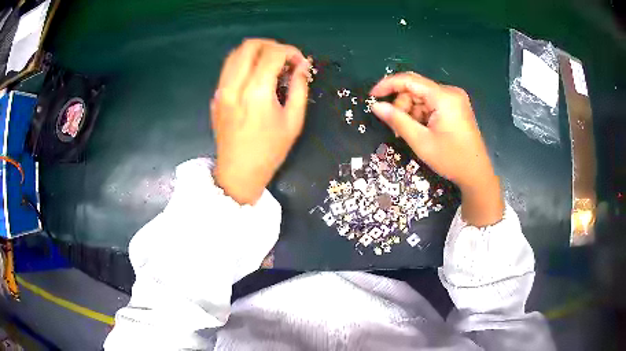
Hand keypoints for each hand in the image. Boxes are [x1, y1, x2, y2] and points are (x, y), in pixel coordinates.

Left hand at [211, 39, 309, 204]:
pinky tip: (255, 76)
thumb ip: (299, 88)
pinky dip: (244, 63)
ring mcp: (221, 90)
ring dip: (256, 51)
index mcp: (256, 92)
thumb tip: (302, 66)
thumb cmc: (270, 150)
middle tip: (285, 59)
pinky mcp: (216, 96)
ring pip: (235, 53)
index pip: (272, 53)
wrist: (238, 171)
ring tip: (270, 64)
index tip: (299, 63)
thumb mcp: (293, 121)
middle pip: (250, 45)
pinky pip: (228, 68)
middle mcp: (235, 85)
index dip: (291, 52)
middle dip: (272, 45)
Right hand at [370, 72, 503, 225]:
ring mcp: (454, 99)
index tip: (372, 97)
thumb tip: (376, 106)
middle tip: (398, 129)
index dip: (388, 85)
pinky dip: (422, 115)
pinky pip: (431, 104)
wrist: (476, 174)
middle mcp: (450, 92)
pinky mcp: (456, 107)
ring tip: (412, 134)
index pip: (409, 80)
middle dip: (402, 106)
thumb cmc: (451, 159)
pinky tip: (422, 130)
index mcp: (444, 97)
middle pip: (415, 89)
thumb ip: (397, 120)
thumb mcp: (421, 141)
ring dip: (411, 112)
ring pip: (422, 97)